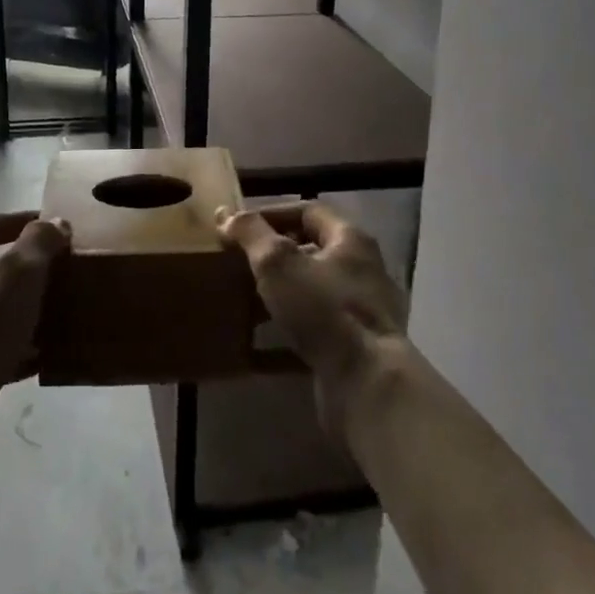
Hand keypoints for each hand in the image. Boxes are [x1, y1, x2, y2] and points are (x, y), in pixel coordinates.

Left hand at [0, 211, 68, 482]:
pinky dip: (14, 350)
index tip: (51, 223)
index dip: (19, 220)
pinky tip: (39, 359)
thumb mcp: (18, 275)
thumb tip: (54, 223)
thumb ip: (38, 243)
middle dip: (21, 269)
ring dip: (18, 311)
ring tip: (53, 315)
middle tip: (56, 271)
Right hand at [217, 202, 408, 436]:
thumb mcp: (278, 262)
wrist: (368, 383)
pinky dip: (290, 328)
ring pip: (314, 290)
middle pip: (313, 250)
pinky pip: (317, 326)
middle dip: (275, 255)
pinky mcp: (359, 346)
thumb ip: (251, 233)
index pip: (307, 210)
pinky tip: (263, 341)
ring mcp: (364, 310)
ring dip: (281, 292)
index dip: (271, 214)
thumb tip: (226, 214)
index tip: (239, 228)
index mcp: (350, 240)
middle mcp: (363, 269)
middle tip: (240, 262)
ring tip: (246, 300)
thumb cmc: (323, 310)